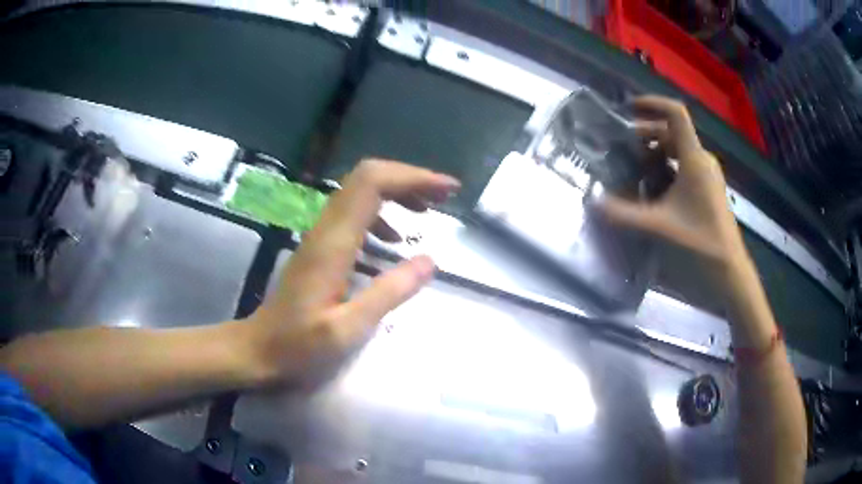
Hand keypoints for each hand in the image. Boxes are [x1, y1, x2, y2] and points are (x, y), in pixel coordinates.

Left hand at [244, 159, 460, 386]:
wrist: (258, 349)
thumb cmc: (299, 346)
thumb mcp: (348, 329)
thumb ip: (388, 293)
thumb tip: (430, 260)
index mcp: (333, 243)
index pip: (372, 184)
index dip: (412, 177)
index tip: (447, 190)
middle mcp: (325, 229)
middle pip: (367, 178)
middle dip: (409, 179)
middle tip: (443, 197)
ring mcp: (320, 235)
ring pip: (360, 192)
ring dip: (397, 192)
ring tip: (427, 212)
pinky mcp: (320, 246)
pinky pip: (354, 213)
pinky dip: (382, 214)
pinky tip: (394, 240)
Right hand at [598, 96, 746, 267]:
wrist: (729, 271)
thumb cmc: (700, 243)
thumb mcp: (659, 227)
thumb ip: (624, 214)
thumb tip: (593, 202)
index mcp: (694, 159)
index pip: (675, 114)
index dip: (652, 103)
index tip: (628, 107)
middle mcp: (702, 160)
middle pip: (672, 132)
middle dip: (646, 136)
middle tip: (623, 149)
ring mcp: (707, 175)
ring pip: (678, 151)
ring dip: (655, 154)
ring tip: (635, 170)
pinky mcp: (708, 189)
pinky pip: (684, 167)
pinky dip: (666, 169)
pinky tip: (653, 191)